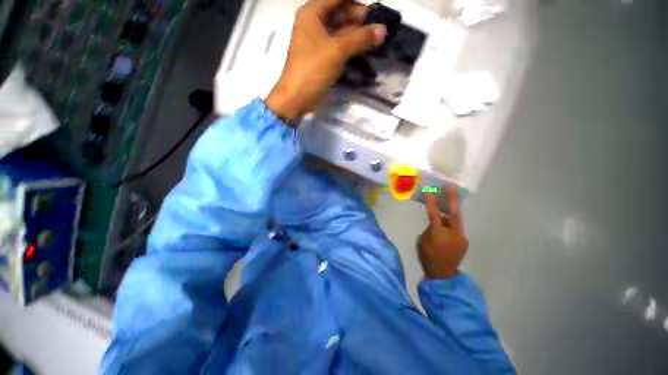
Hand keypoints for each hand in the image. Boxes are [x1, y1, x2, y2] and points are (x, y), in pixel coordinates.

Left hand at [265, 0, 386, 122]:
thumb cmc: (312, 69)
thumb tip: (383, 30)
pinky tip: (366, 50)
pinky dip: (352, 48)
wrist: (298, 98)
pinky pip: (341, 47)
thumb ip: (360, 38)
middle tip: (380, 27)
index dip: (357, 2)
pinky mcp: (324, 58)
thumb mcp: (336, 51)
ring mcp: (320, 42)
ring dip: (358, 35)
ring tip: (378, 39)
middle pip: (342, 13)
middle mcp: (315, 23)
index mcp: (313, 13)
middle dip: (361, 19)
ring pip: (342, 32)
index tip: (376, 10)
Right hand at [418, 186, 468, 279]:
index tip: (430, 191)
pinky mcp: (464, 242)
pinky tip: (447, 222)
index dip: (432, 202)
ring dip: (451, 211)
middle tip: (451, 187)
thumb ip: (429, 229)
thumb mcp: (422, 241)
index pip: (434, 214)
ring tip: (448, 202)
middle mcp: (453, 233)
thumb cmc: (428, 257)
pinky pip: (457, 228)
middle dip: (452, 199)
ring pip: (456, 220)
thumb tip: (435, 223)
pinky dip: (452, 222)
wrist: (442, 275)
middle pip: (454, 213)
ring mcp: (461, 238)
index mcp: (439, 233)